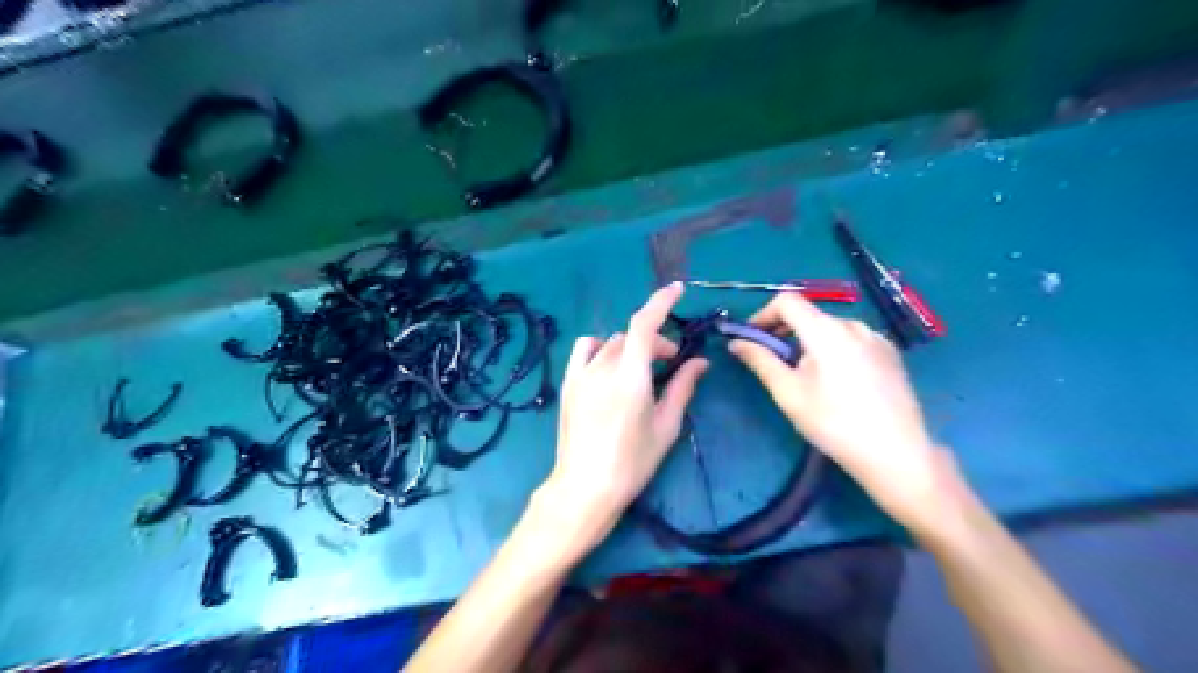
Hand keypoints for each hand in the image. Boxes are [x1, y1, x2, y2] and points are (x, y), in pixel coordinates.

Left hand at [541, 281, 709, 552]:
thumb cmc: (632, 462)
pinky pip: (584, 349)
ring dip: (631, 346)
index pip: (645, 325)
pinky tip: (609, 365)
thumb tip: (701, 362)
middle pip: (632, 336)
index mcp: (631, 378)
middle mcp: (603, 368)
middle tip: (671, 363)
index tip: (678, 291)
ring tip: (640, 369)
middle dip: (656, 342)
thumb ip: (683, 387)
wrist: (585, 487)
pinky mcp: (569, 384)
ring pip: (611, 343)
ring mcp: (581, 375)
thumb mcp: (666, 426)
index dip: (661, 302)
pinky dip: (601, 348)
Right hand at [731, 292, 954, 531]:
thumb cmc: (834, 424)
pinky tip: (837, 382)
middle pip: (809, 315)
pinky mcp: (890, 353)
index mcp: (826, 330)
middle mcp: (853, 324)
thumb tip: (736, 342)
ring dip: (809, 342)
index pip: (787, 301)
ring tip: (806, 378)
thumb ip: (760, 361)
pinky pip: (852, 340)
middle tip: (774, 363)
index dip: (763, 314)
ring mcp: (876, 337)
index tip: (752, 339)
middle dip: (784, 332)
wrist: (896, 454)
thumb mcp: (788, 393)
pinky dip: (833, 349)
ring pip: (830, 328)